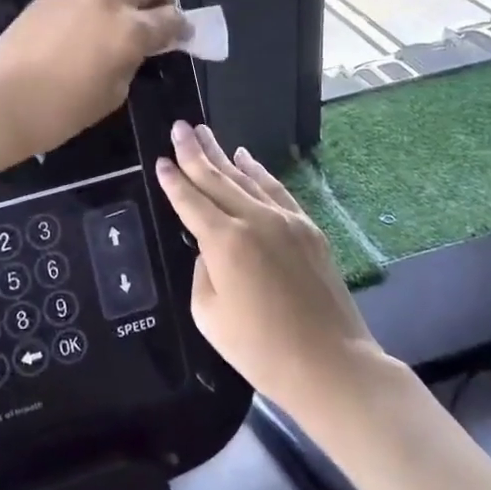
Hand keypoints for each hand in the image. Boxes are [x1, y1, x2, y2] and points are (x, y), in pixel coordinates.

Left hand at [0, 0, 187, 169]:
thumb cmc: (59, 113)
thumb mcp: (111, 96)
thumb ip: (132, 63)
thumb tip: (136, 49)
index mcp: (130, 30)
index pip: (173, 17)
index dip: (184, 29)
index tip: (182, 38)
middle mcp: (109, 0)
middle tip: (156, 18)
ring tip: (122, 18)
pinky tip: (86, 27)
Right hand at [156, 123, 385, 418]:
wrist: (329, 363)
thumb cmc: (260, 350)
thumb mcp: (209, 316)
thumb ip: (202, 272)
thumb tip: (210, 249)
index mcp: (224, 242)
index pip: (190, 201)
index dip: (173, 180)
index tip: (161, 159)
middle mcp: (254, 219)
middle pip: (216, 178)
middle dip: (194, 151)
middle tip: (179, 126)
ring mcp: (285, 220)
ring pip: (246, 178)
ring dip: (223, 154)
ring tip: (204, 132)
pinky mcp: (307, 227)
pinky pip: (276, 189)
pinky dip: (258, 171)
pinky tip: (246, 157)